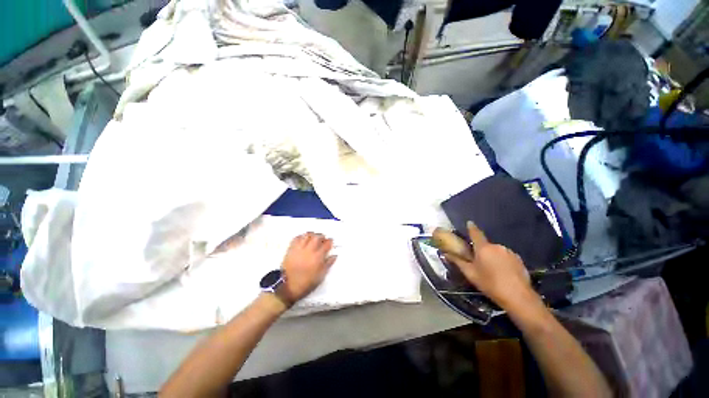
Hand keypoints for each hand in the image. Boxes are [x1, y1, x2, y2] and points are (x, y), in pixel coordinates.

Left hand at [281, 232, 336, 302]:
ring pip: (307, 235)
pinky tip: (303, 239)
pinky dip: (301, 236)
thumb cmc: (305, 283)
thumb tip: (334, 255)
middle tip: (322, 239)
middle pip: (317, 237)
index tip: (330, 242)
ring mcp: (299, 248)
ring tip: (313, 238)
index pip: (326, 244)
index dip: (330, 242)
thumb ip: (328, 264)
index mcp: (318, 257)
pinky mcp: (291, 249)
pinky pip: (297, 238)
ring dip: (312, 235)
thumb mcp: (320, 276)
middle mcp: (309, 250)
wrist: (286, 287)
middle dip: (321, 236)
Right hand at [444, 221, 539, 311]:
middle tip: (478, 261)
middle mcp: (497, 246)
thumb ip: (458, 261)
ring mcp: (509, 252)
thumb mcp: (470, 273)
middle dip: (481, 250)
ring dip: (492, 256)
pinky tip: (502, 273)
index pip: (476, 233)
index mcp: (483, 248)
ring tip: (492, 270)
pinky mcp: (519, 259)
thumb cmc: (490, 284)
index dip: (471, 228)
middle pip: (486, 245)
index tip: (469, 223)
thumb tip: (445, 254)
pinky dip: (502, 261)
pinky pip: (506, 256)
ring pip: (496, 251)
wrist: (518, 297)